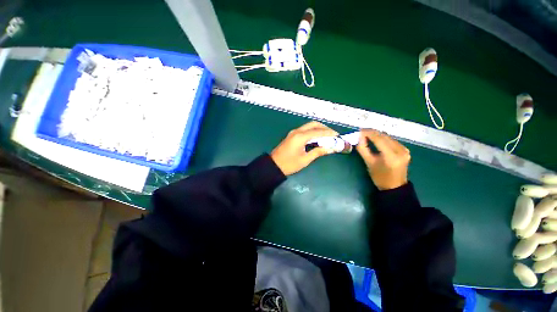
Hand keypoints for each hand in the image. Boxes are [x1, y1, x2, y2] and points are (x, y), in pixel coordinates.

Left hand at [271, 121, 338, 175]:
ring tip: (327, 137)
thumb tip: (331, 148)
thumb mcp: (305, 160)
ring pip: (309, 126)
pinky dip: (313, 132)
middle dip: (324, 128)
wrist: (274, 165)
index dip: (329, 133)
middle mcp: (297, 131)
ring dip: (319, 129)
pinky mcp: (292, 135)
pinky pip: (305, 130)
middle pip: (313, 124)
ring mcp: (293, 132)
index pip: (318, 131)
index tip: (338, 136)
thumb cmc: (289, 164)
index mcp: (300, 136)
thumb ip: (318, 152)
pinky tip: (317, 138)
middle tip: (333, 135)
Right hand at [356, 129, 409, 190]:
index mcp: (391, 156)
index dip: (368, 133)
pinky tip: (376, 140)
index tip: (359, 130)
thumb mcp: (368, 163)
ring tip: (367, 135)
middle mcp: (400, 150)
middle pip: (384, 136)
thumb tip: (359, 137)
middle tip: (361, 132)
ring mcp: (404, 150)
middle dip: (372, 133)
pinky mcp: (405, 149)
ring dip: (377, 135)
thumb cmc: (379, 177)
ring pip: (388, 137)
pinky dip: (383, 138)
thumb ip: (363, 149)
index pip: (379, 139)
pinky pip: (392, 140)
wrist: (394, 186)